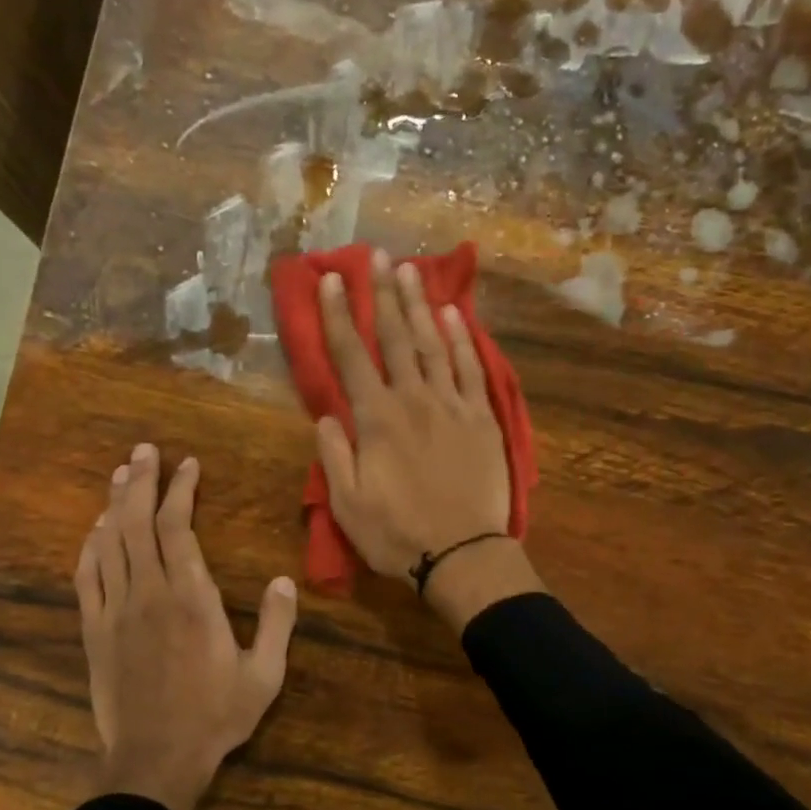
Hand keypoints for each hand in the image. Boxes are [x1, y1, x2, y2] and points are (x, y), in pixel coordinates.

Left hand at [75, 443, 297, 809]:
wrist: (155, 758)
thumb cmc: (215, 716)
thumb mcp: (264, 675)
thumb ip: (278, 625)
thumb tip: (285, 580)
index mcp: (193, 599)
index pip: (179, 528)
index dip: (180, 491)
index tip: (188, 465)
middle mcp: (150, 594)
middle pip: (138, 523)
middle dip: (141, 481)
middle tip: (145, 450)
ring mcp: (116, 610)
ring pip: (110, 543)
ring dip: (115, 504)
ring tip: (121, 473)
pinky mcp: (95, 630)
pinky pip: (87, 577)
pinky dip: (90, 546)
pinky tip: (97, 529)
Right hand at [316, 250, 543, 629]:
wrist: (463, 554)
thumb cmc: (397, 534)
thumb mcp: (347, 504)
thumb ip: (334, 455)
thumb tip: (328, 415)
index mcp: (377, 420)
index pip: (351, 357)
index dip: (337, 316)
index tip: (328, 280)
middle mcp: (414, 400)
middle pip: (394, 338)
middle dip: (380, 294)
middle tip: (374, 256)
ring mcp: (452, 405)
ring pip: (433, 344)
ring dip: (419, 305)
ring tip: (409, 270)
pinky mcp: (482, 418)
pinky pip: (472, 369)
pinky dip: (463, 339)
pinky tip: (454, 315)